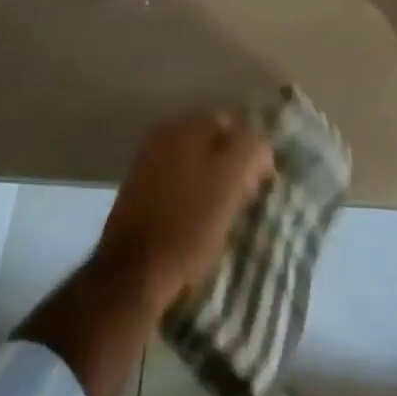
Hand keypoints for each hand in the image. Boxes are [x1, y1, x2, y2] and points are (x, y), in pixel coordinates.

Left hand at [96, 111, 274, 315]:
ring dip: (213, 178)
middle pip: (212, 139)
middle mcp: (165, 133)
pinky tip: (199, 217)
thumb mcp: (230, 183)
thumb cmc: (187, 225)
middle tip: (247, 194)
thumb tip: (261, 146)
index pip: (232, 122)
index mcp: (186, 124)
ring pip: (194, 161)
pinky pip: (177, 181)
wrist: (132, 273)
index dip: (253, 149)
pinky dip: (192, 192)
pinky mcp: (139, 191)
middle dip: (232, 162)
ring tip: (226, 210)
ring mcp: (148, 160)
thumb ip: (251, 151)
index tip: (263, 180)